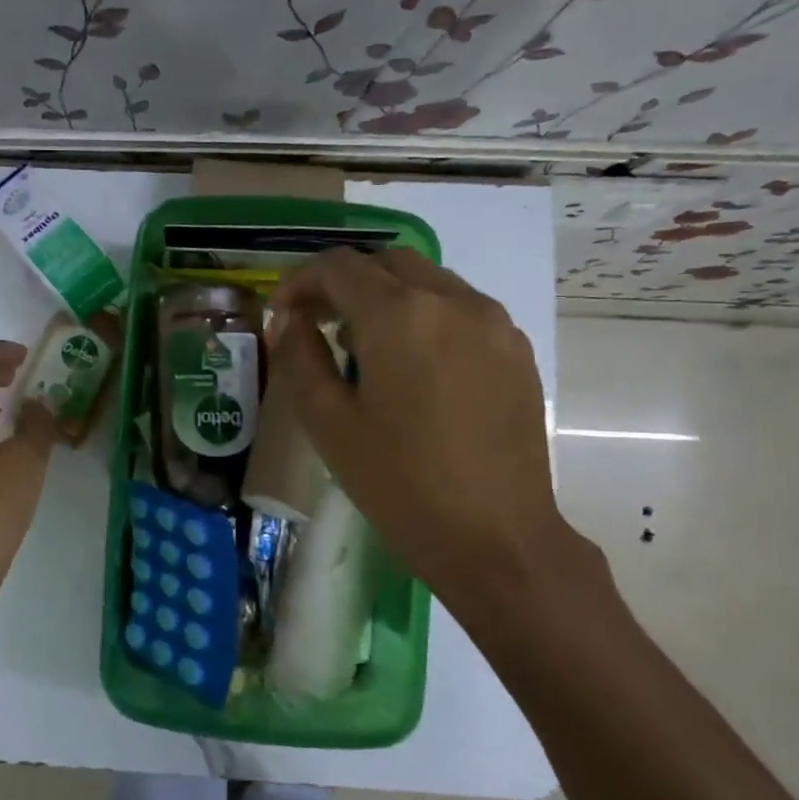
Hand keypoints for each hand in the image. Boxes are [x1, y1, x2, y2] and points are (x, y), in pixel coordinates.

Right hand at [270, 249, 604, 632]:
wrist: (496, 537)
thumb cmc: (399, 483)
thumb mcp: (328, 422)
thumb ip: (300, 357)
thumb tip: (291, 320)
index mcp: (399, 315)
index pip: (339, 266)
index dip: (300, 281)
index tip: (282, 314)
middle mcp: (452, 301)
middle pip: (386, 262)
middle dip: (344, 282)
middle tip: (318, 323)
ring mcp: (493, 322)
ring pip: (428, 280)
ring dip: (387, 296)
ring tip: (363, 346)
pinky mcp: (516, 349)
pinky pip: (461, 308)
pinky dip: (425, 315)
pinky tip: (413, 365)